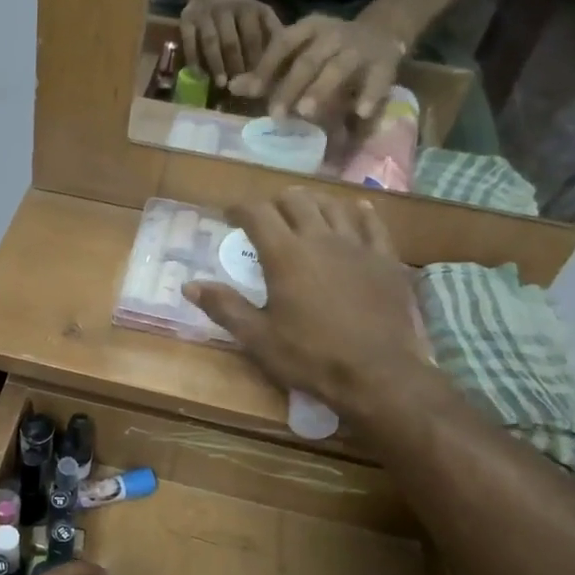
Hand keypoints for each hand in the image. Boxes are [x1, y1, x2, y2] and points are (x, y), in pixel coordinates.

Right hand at [180, 0, 281, 86]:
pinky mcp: (186, 19)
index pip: (252, 38)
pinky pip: (189, 41)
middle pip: (231, 41)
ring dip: (216, 65)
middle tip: (240, 87)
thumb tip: (285, 59)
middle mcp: (226, 8)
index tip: (258, 81)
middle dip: (236, 65)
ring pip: (210, 42)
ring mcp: (204, 14)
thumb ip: (271, 33)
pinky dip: (193, 59)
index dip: (255, 60)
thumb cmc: (239, 11)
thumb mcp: (260, 14)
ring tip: (221, 84)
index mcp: (248, 9)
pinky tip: (199, 75)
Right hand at [184, 189, 438, 428]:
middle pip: (296, 201)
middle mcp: (320, 239)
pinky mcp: (385, 259)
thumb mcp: (258, 338)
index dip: (240, 209)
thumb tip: (189, 285)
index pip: (257, 213)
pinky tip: (356, 211)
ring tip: (304, 212)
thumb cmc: (310, 356)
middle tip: (266, 216)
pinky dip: (359, 212)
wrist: (377, 374)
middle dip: (275, 202)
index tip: (229, 216)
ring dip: (313, 203)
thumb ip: (224, 307)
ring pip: (333, 206)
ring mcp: (357, 246)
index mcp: (285, 255)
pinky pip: (373, 223)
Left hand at [230, 13, 407, 121]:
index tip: (252, 91)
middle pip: (309, 60)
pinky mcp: (386, 61)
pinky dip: (369, 95)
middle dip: (290, 87)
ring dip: (322, 89)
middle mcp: (334, 33)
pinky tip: (360, 113)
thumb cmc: (327, 50)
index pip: (284, 43)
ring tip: (306, 112)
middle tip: (276, 114)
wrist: (383, 30)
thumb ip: (267, 72)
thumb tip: (231, 87)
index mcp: (309, 27)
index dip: (267, 66)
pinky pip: (378, 78)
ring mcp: (360, 47)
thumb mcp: (298, 53)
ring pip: (339, 67)